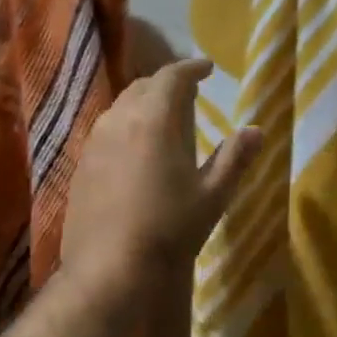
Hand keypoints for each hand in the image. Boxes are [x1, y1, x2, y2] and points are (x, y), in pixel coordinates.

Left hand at [62, 58, 261, 306]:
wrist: (109, 268)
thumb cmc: (169, 229)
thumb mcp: (212, 196)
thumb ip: (234, 158)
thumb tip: (256, 130)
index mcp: (154, 119)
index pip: (172, 77)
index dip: (191, 68)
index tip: (207, 68)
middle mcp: (119, 121)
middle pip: (142, 87)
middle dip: (166, 84)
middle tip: (186, 94)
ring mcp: (93, 143)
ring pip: (120, 109)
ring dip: (142, 105)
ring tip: (161, 120)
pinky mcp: (80, 167)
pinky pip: (105, 133)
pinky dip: (124, 129)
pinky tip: (134, 152)